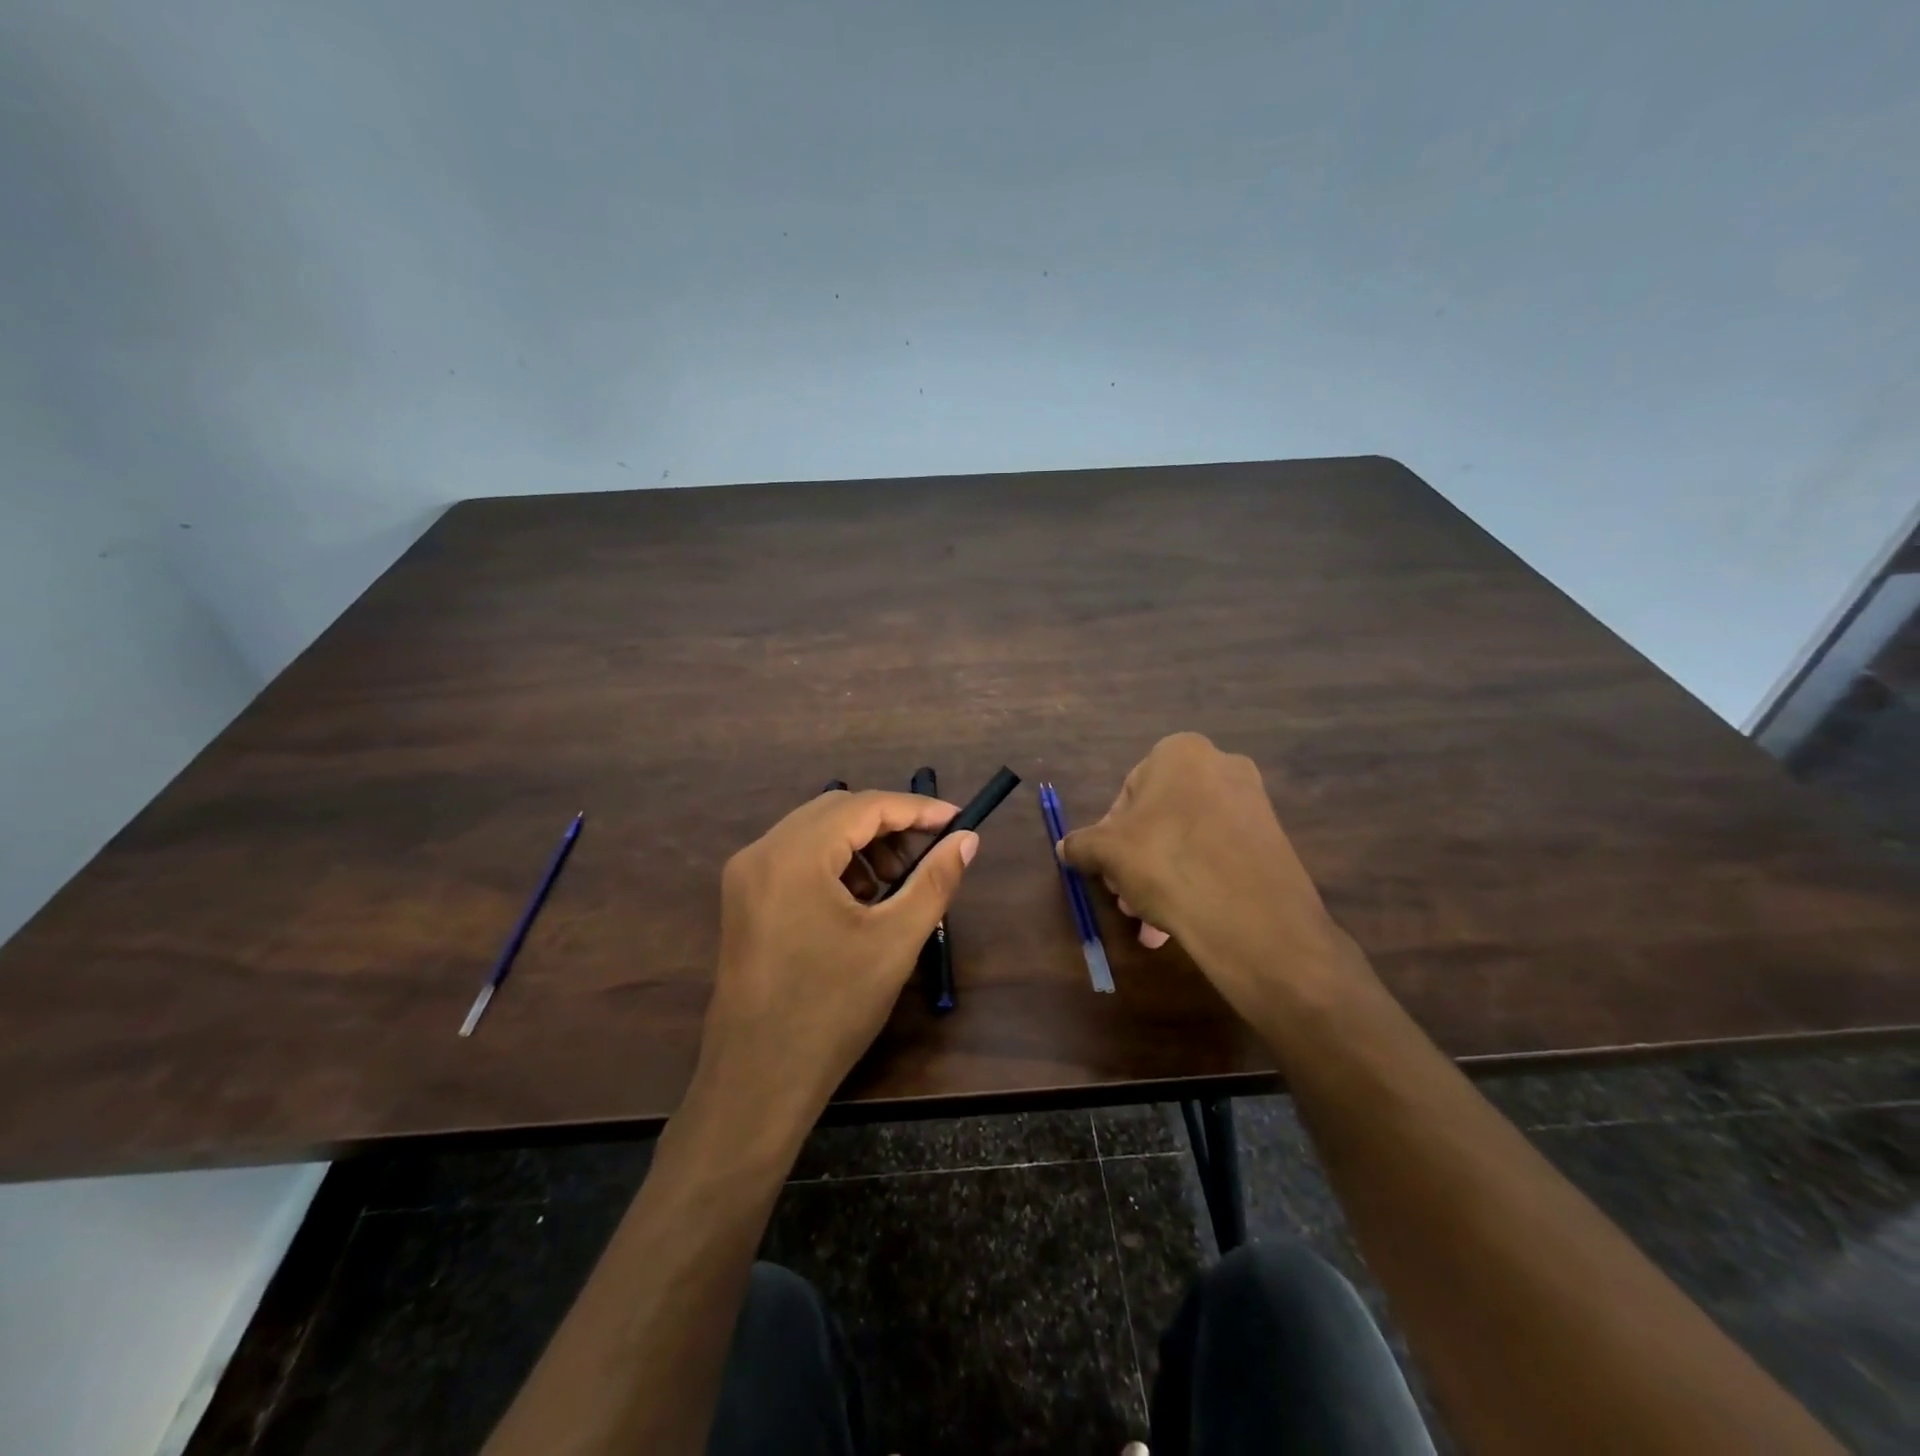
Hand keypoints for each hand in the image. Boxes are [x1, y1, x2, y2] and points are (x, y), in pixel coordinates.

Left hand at [693, 790, 977, 1138]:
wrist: (757, 1081)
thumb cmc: (832, 1010)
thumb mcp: (895, 942)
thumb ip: (935, 881)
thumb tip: (967, 840)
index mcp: (793, 855)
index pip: (864, 806)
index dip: (916, 809)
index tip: (958, 820)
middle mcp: (761, 852)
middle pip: (836, 811)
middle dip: (890, 825)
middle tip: (932, 851)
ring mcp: (746, 875)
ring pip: (816, 833)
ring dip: (863, 844)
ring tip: (901, 880)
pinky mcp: (744, 898)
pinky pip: (797, 858)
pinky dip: (836, 864)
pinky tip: (864, 898)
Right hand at [1059, 732, 1358, 1022]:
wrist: (1252, 917)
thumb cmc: (1167, 863)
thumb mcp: (1107, 853)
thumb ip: (1082, 844)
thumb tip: (1065, 847)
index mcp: (1180, 752)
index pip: (1128, 792)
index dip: (1109, 834)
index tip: (1106, 869)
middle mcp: (1221, 765)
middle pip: (1160, 817)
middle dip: (1137, 860)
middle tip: (1125, 897)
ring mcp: (1252, 802)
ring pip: (1188, 840)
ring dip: (1161, 877)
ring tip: (1150, 921)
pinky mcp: (1272, 839)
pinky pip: (1218, 855)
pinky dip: (1196, 881)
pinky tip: (1181, 919)